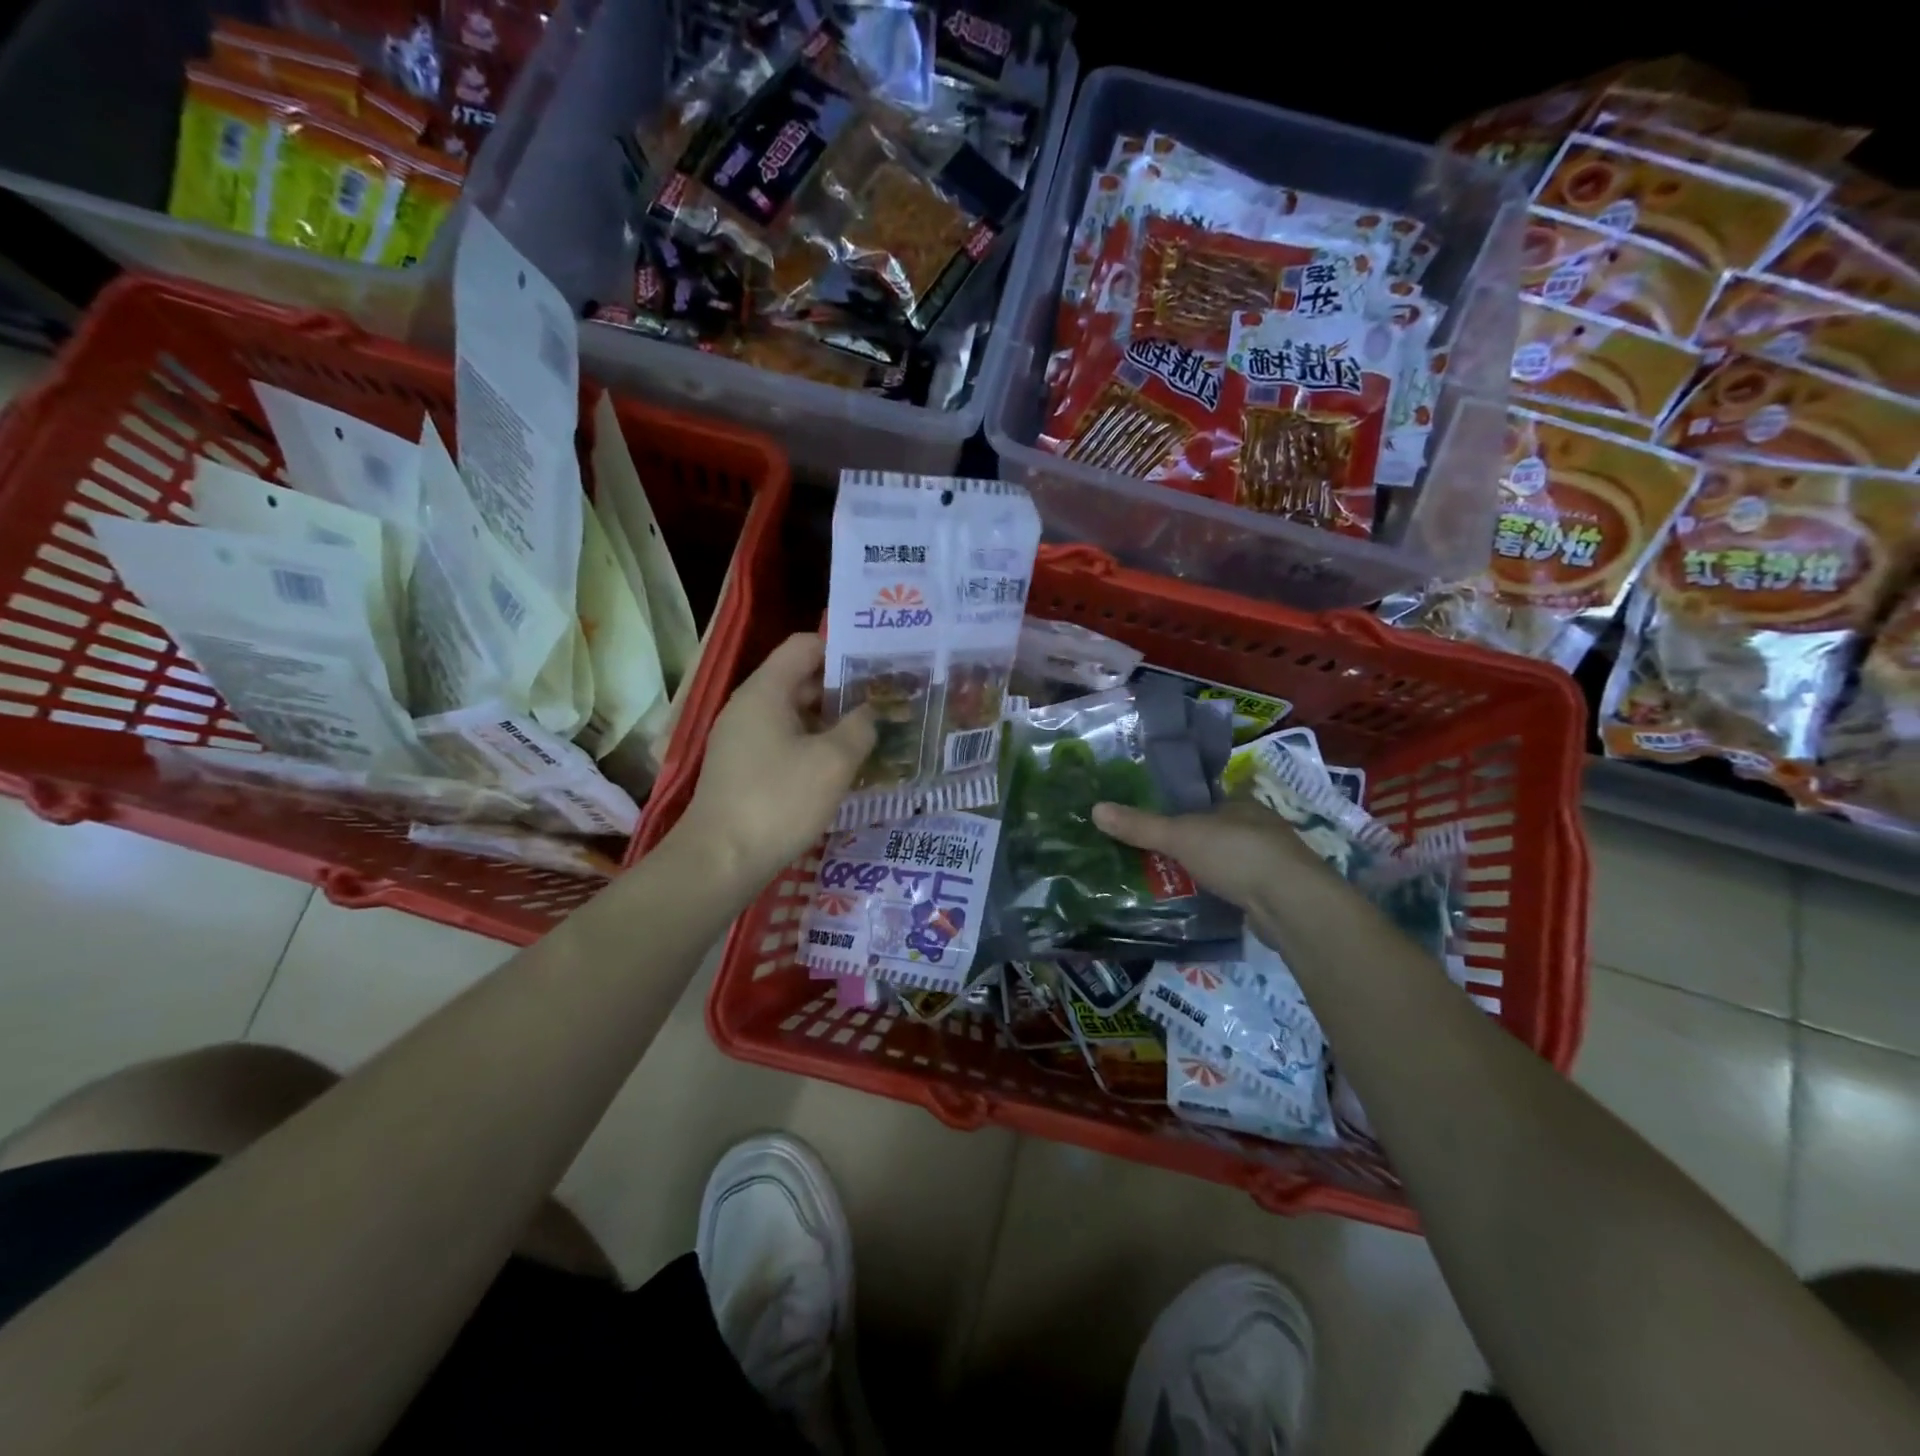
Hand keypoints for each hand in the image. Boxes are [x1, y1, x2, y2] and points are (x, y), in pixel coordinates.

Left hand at [675, 634, 874, 899]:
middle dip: (843, 688)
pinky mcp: (742, 769)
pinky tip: (840, 767)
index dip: (843, 649)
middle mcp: (749, 707)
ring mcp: (741, 739)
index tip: (878, 666)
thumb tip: (871, 712)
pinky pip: (784, 741)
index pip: (804, 645)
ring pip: (794, 714)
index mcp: (765, 691)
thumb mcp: (833, 762)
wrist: (720, 861)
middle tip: (886, 701)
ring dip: (831, 721)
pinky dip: (813, 745)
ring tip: (871, 734)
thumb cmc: (779, 801)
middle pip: (800, 679)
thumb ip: (860, 728)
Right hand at [1091, 797, 1339, 913]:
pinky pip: (1234, 887)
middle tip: (1150, 854)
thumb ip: (1140, 826)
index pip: (1203, 801)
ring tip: (1165, 879)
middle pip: (1212, 831)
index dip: (1177, 809)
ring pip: (1224, 860)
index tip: (1151, 822)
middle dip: (1186, 843)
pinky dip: (1216, 891)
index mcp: (1239, 803)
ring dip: (1201, 869)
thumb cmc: (1236, 854)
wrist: (1291, 904)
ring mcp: (1268, 862)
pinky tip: (1196, 901)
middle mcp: (1257, 827)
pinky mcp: (1271, 894)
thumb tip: (1094, 808)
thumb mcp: (1180, 836)